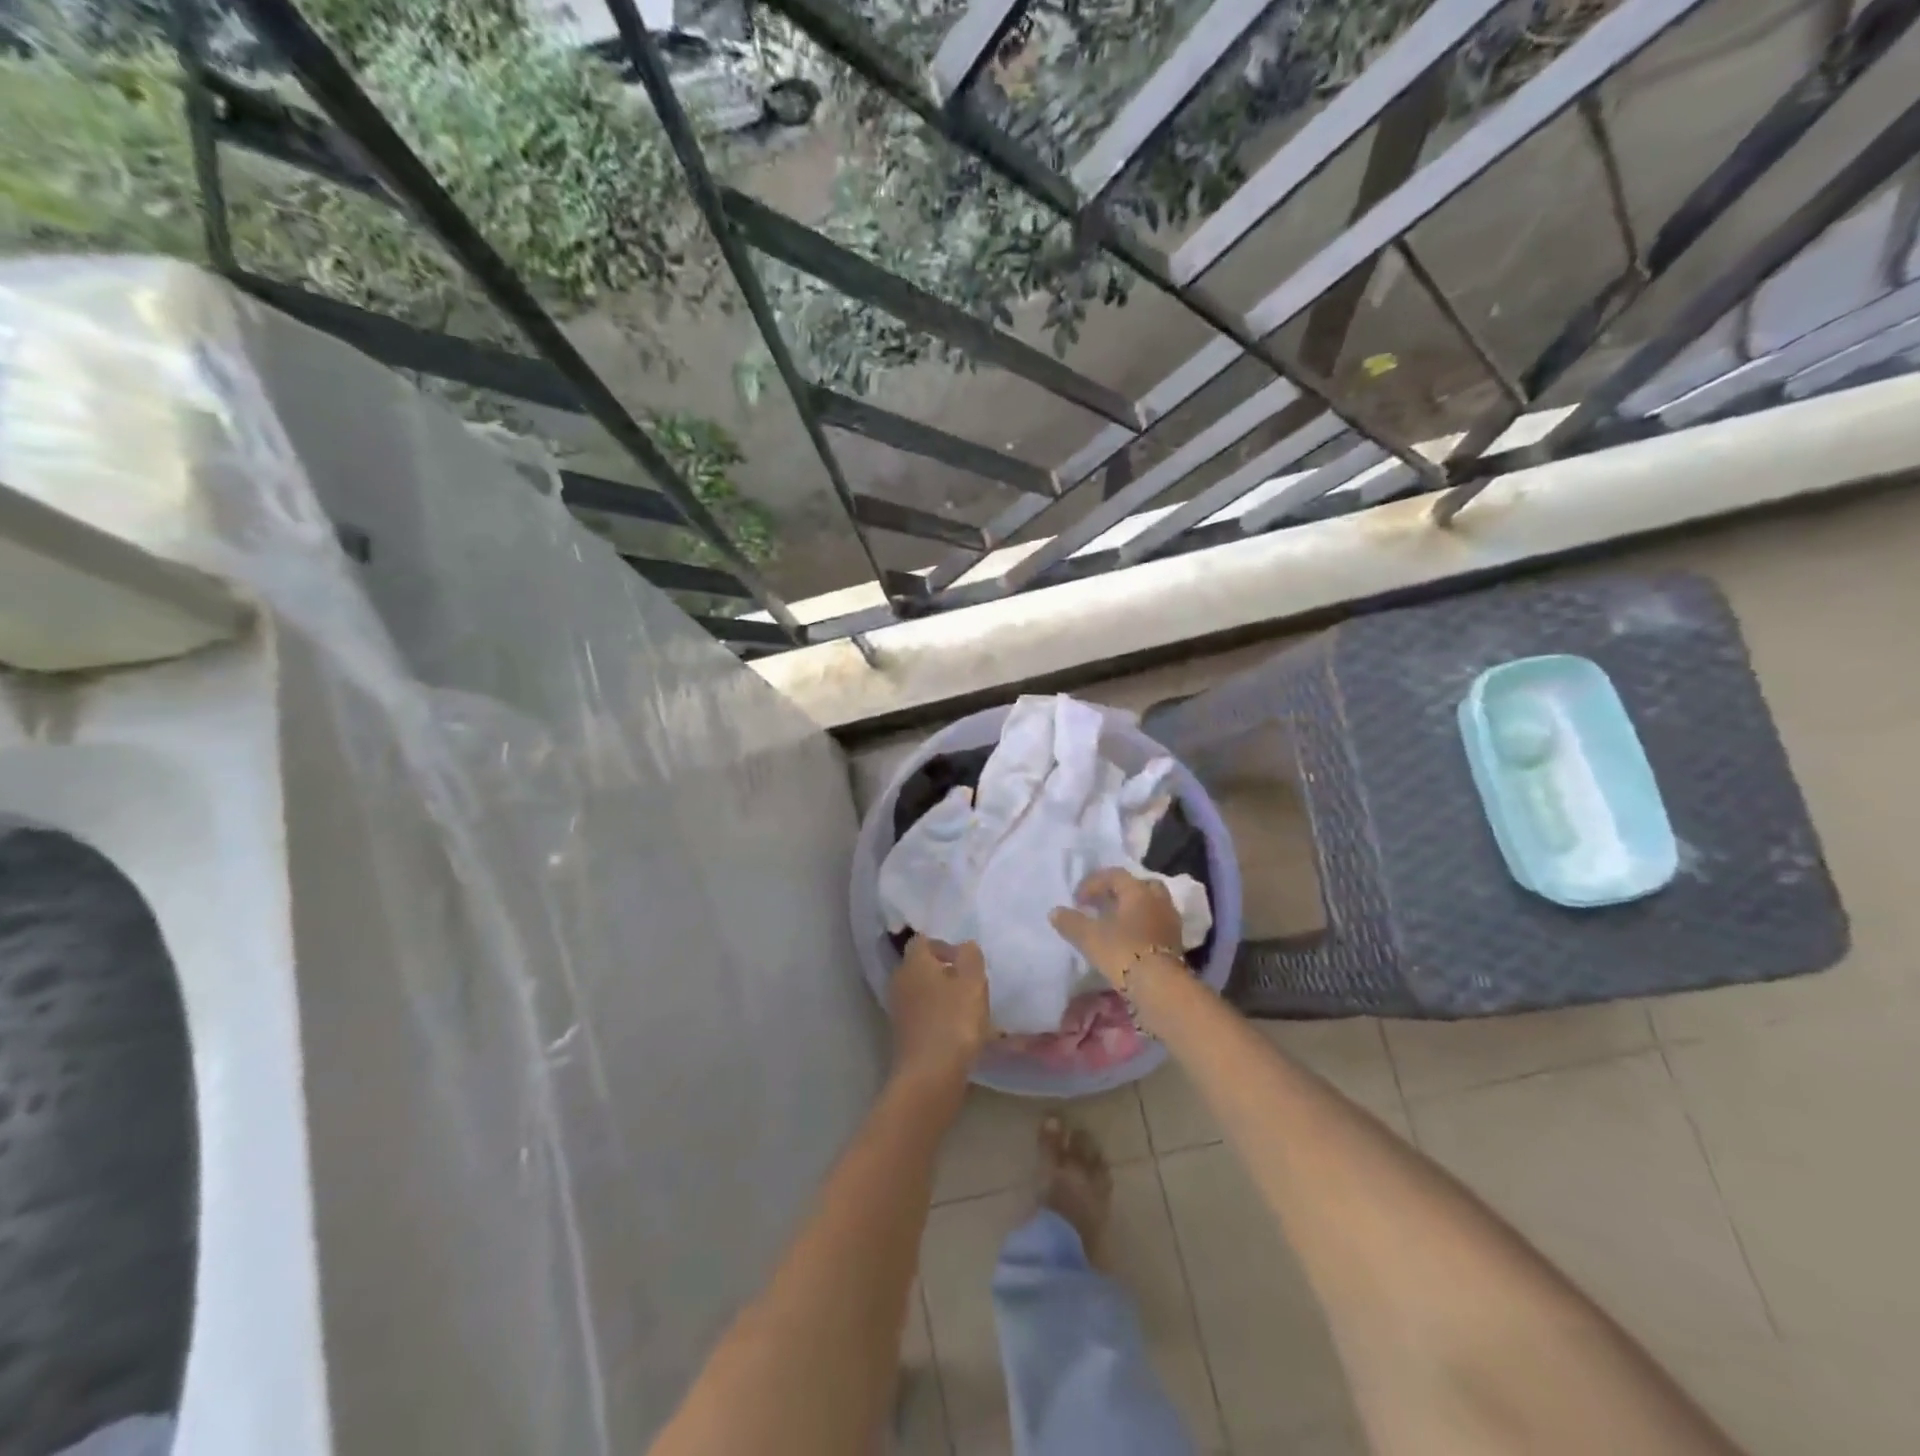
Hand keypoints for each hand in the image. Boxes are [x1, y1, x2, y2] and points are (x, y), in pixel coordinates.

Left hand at [890, 936, 990, 1085]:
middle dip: (945, 971)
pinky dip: (938, 1017)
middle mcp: (900, 981)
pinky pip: (922, 1015)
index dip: (944, 945)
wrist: (930, 1076)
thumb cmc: (954, 1021)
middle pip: (921, 966)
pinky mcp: (903, 1035)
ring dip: (943, 995)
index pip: (923, 940)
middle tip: (970, 983)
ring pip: (922, 992)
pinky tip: (958, 1031)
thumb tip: (965, 946)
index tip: (965, 960)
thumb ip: (970, 957)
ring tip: (969, 1009)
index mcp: (914, 962)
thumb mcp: (972, 983)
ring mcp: (898, 1010)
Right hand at [1049, 868, 1184, 989]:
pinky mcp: (1176, 944)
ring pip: (1151, 905)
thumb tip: (1055, 912)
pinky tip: (1129, 941)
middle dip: (1121, 892)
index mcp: (1138, 891)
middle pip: (1140, 885)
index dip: (1093, 883)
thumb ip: (1071, 922)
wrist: (1159, 986)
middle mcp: (1158, 900)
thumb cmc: (1123, 952)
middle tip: (1104, 904)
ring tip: (1116, 924)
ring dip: (1134, 910)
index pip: (1114, 875)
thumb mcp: (1089, 936)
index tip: (1077, 900)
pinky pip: (1157, 925)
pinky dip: (1143, 927)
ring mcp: (1170, 922)